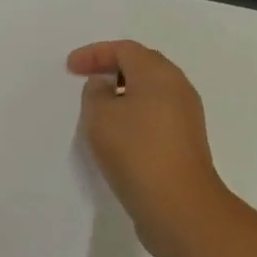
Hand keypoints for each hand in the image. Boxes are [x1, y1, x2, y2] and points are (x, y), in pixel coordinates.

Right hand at [67, 39, 233, 254]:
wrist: (179, 206)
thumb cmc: (136, 151)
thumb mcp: (101, 116)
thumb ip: (96, 93)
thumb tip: (106, 87)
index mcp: (159, 74)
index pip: (125, 50)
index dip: (95, 54)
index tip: (70, 67)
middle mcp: (178, 88)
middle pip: (142, 66)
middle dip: (112, 68)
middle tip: (86, 79)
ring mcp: (186, 117)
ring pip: (151, 93)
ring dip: (124, 94)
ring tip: (98, 108)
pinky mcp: (185, 143)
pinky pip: (156, 116)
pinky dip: (134, 115)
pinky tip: (118, 134)